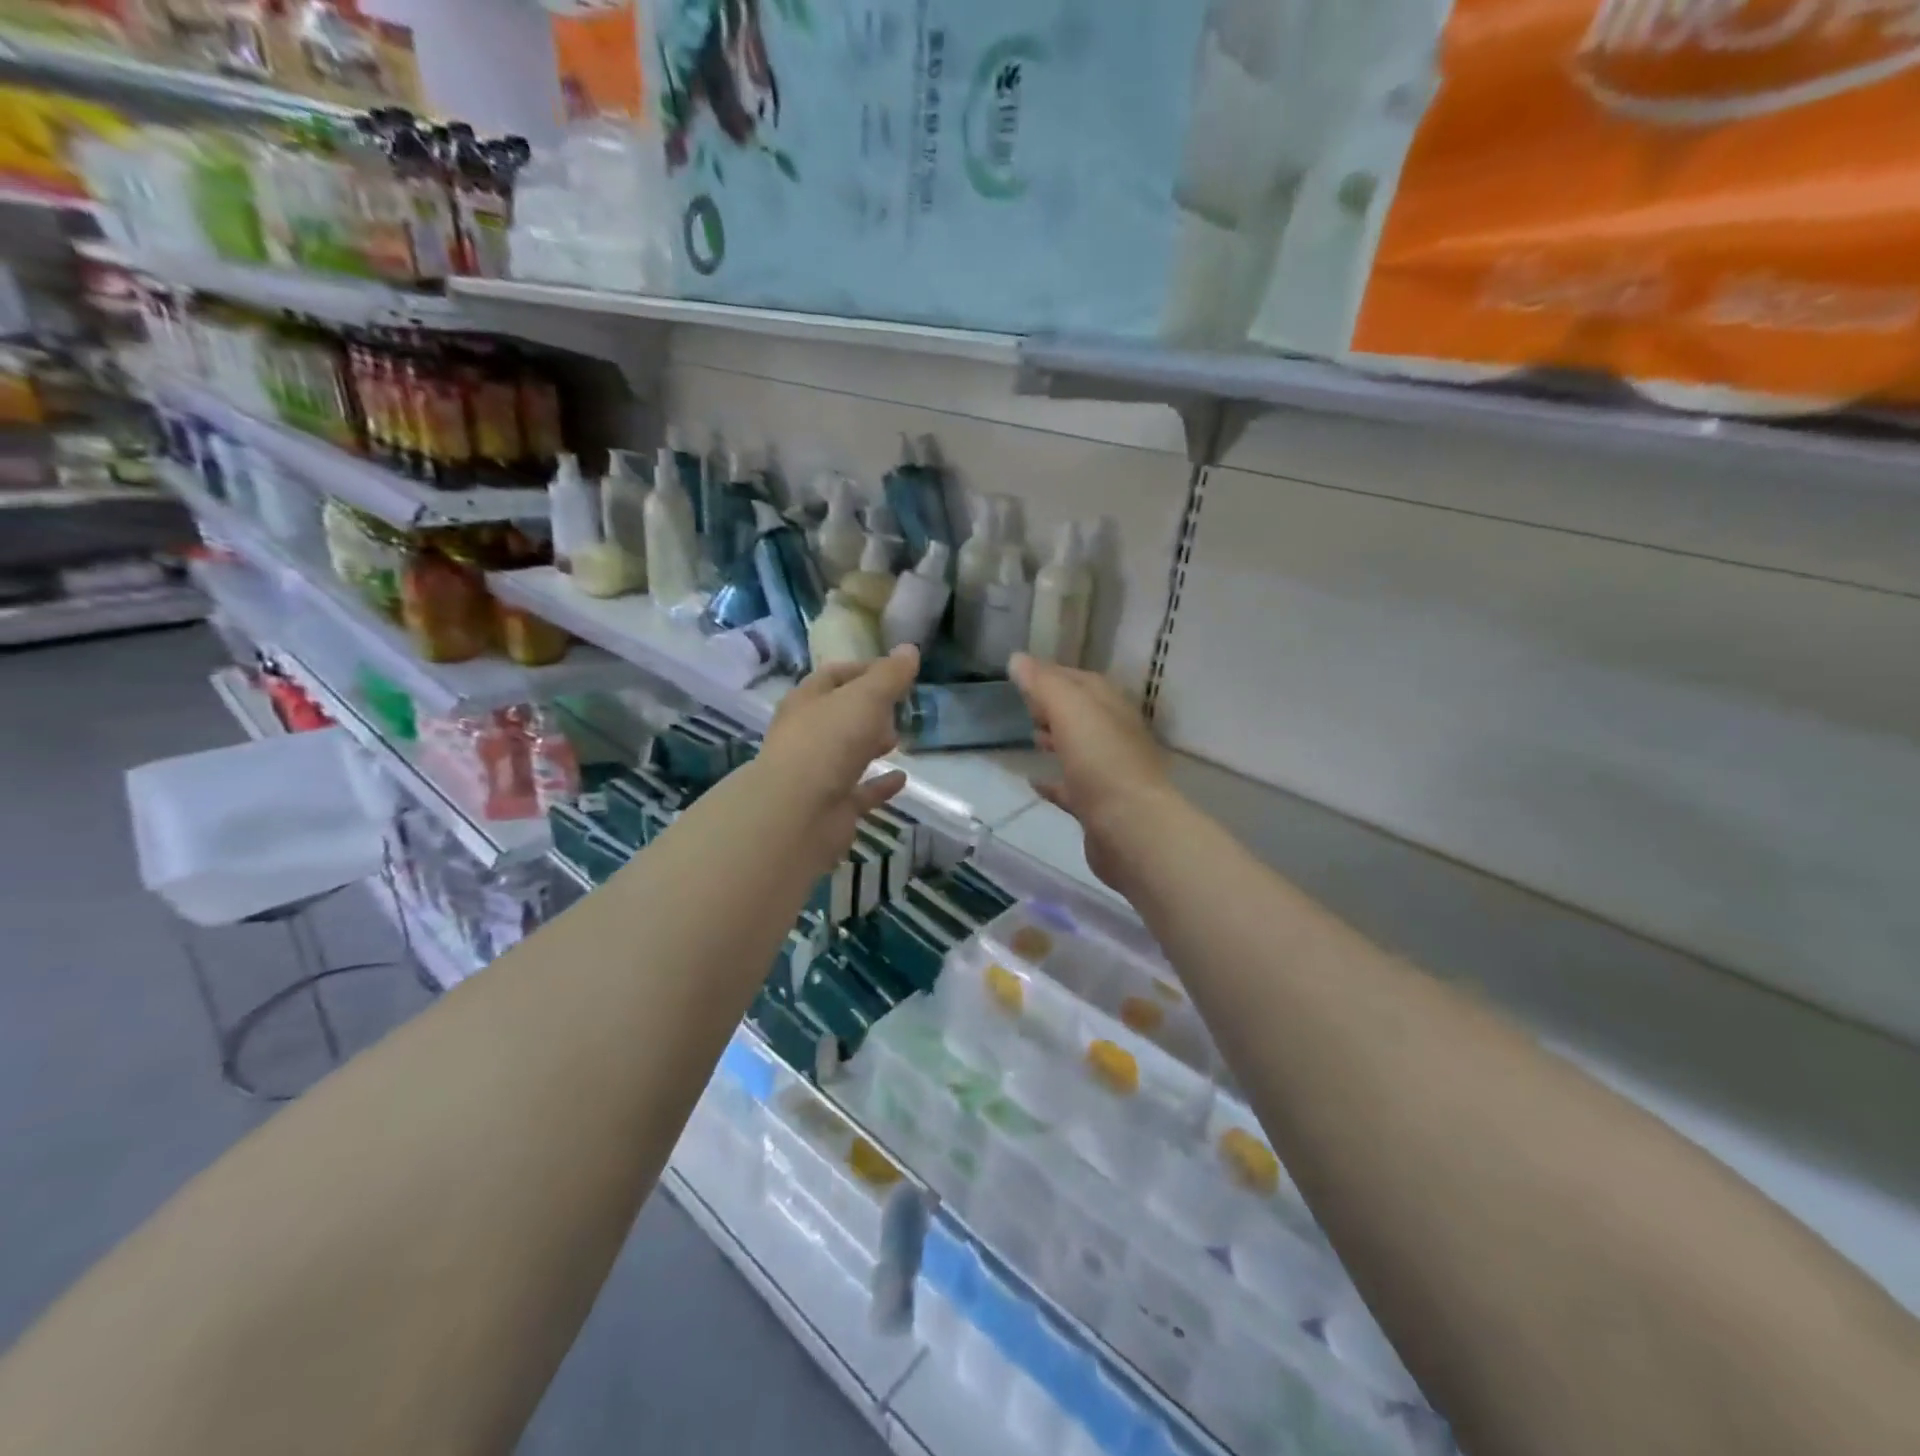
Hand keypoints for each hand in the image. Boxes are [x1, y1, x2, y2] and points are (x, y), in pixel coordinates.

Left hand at [756, 646, 919, 871]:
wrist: (799, 813)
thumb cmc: (829, 741)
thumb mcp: (865, 697)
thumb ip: (889, 676)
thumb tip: (910, 649)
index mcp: (807, 701)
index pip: (834, 676)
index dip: (865, 670)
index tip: (897, 672)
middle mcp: (807, 735)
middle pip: (839, 715)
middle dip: (868, 709)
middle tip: (898, 708)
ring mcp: (817, 773)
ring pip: (847, 753)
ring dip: (870, 744)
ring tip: (899, 739)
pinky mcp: (832, 807)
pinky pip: (860, 791)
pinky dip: (879, 784)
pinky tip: (902, 779)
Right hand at [1009, 653, 1174, 891]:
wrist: (1131, 829)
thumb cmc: (1101, 762)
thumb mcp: (1070, 711)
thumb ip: (1044, 683)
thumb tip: (1018, 659)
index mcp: (1112, 708)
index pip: (1083, 681)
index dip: (1053, 674)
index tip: (1022, 672)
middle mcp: (1115, 736)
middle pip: (1083, 714)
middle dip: (1055, 706)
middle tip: (1025, 705)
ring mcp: (1109, 773)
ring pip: (1080, 749)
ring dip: (1058, 739)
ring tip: (1031, 736)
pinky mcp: (1099, 808)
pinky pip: (1072, 788)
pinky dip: (1054, 782)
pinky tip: (1033, 782)